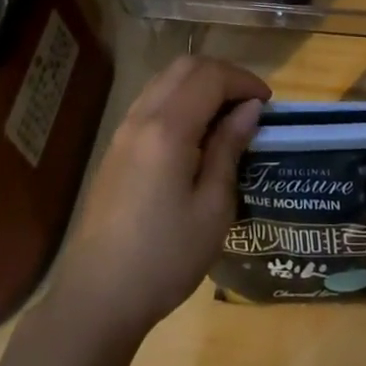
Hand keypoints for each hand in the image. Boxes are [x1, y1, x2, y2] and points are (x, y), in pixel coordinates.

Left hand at [53, 55, 267, 341]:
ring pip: (165, 80)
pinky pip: (152, 101)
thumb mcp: (212, 208)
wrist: (97, 297)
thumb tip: (249, 109)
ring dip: (200, 84)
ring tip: (227, 116)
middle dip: (223, 75)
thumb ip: (229, 149)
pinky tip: (196, 133)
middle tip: (250, 104)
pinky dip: (180, 99)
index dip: (244, 81)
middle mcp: (141, 117)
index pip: (210, 77)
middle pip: (185, 67)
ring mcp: (123, 130)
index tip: (268, 105)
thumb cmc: (165, 258)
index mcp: (168, 129)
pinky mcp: (116, 147)